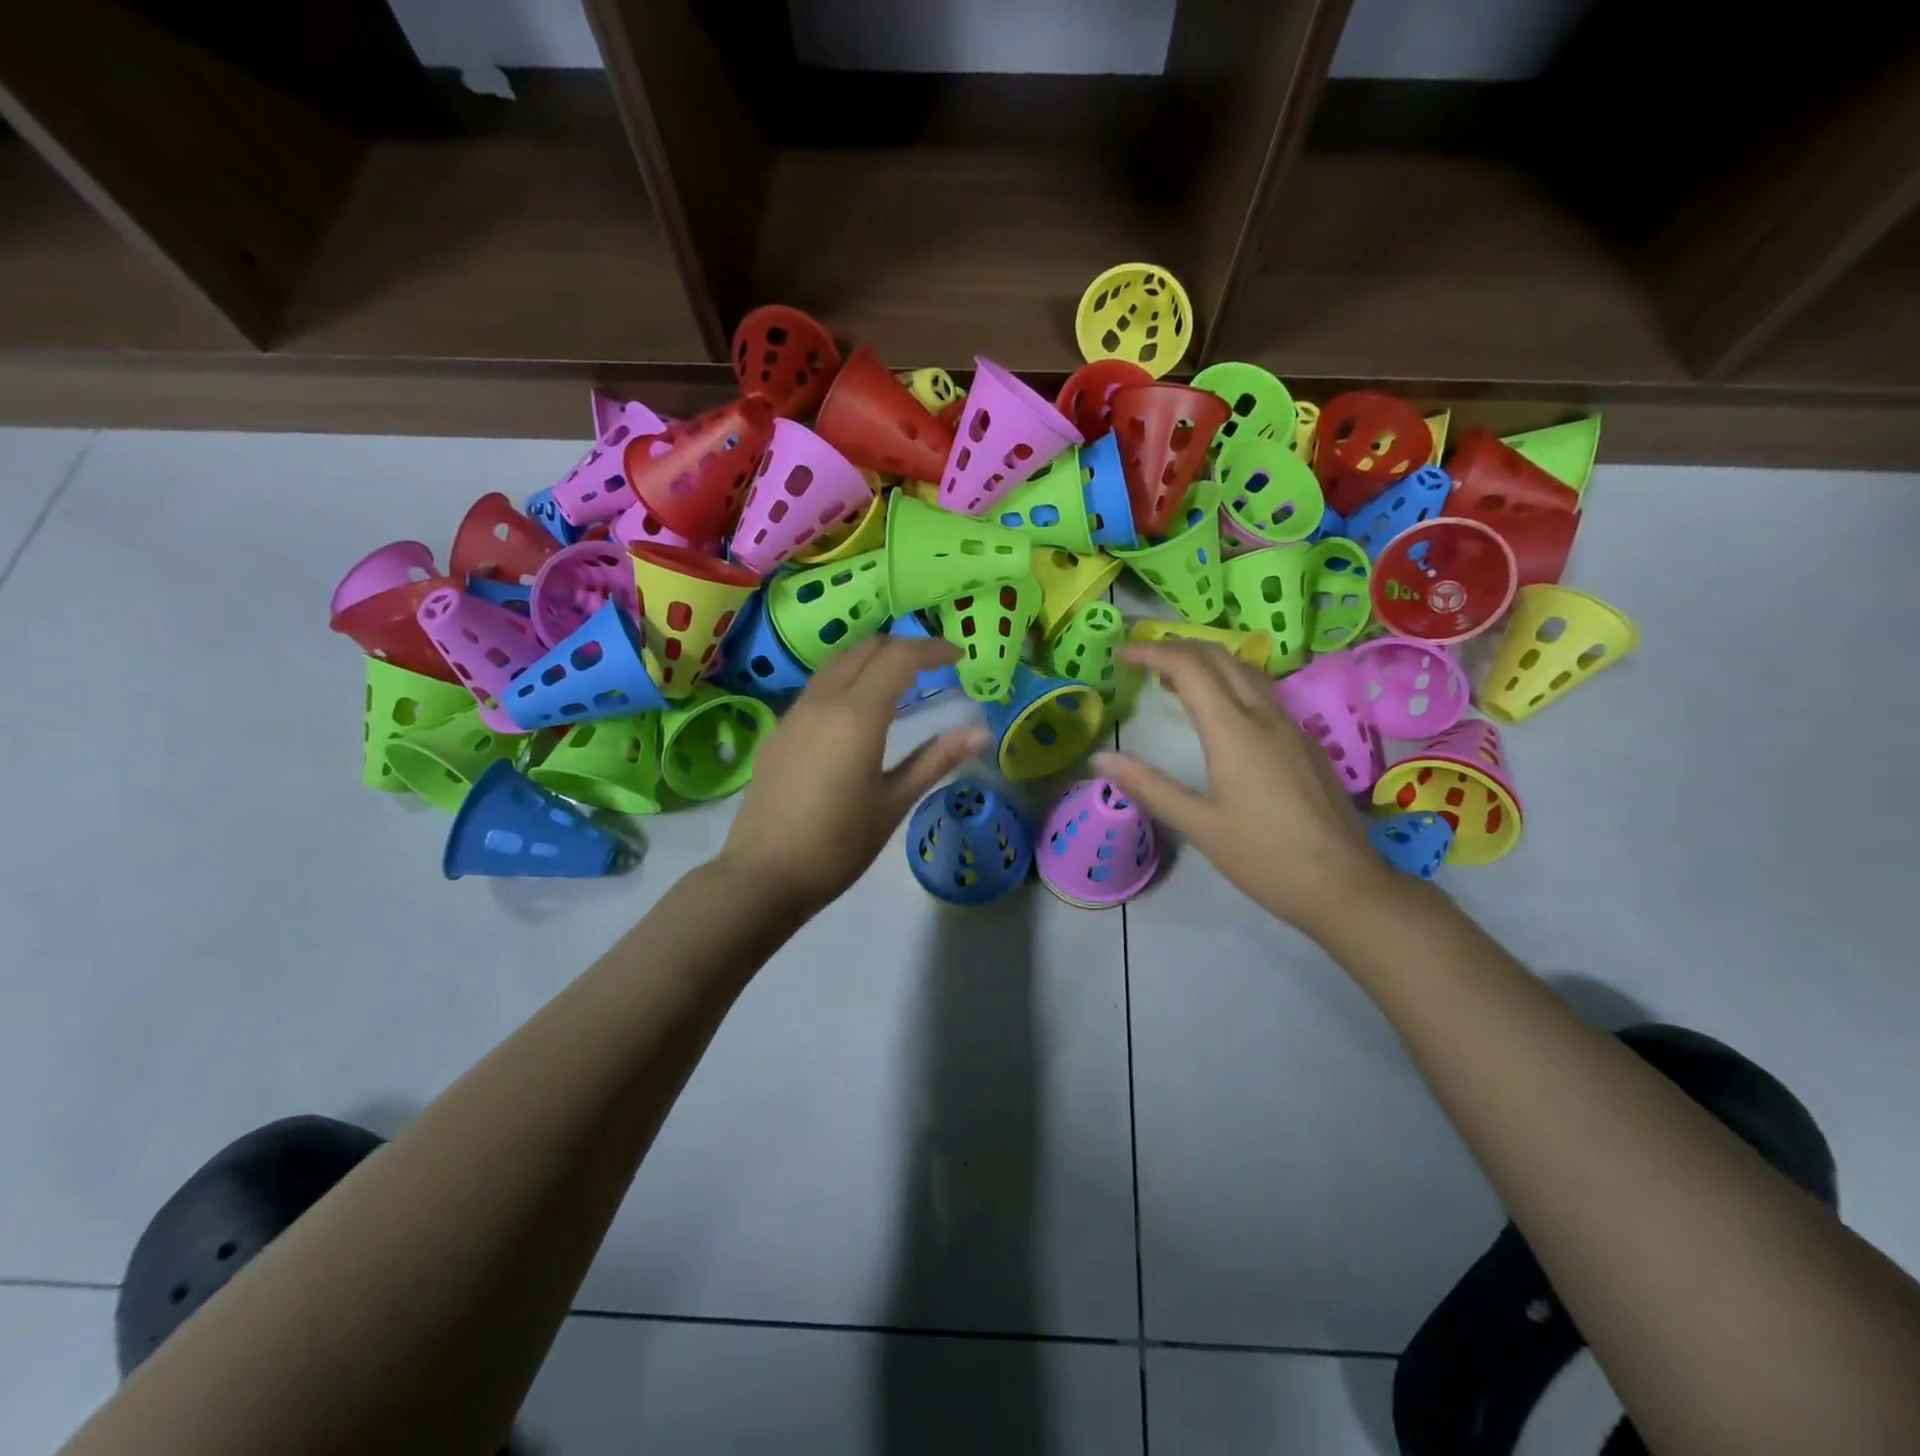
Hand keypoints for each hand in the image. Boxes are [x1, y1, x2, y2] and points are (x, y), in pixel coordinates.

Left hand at [718, 637, 989, 916]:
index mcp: (857, 714)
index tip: (958, 656)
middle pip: (866, 649)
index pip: (899, 657)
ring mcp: (795, 713)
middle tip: (933, 666)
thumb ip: (935, 760)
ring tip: (900, 683)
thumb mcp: (894, 803)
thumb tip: (980, 732)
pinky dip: (848, 680)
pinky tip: (858, 713)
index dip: (932, 649)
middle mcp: (823, 700)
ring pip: (837, 663)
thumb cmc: (838, 844)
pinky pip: (818, 687)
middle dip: (903, 647)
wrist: (764, 875)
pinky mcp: (779, 731)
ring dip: (872, 660)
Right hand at [1092, 642, 1392, 937]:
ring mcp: (1291, 727)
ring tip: (1173, 679)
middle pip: (1220, 658)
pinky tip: (1218, 711)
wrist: (1345, 885)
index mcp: (1235, 731)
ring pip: (1246, 672)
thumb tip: (1100, 760)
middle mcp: (1265, 717)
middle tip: (1143, 660)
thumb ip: (1148, 787)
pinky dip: (1229, 683)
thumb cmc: (1265, 857)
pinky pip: (1262, 693)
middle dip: (1178, 648)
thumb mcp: (1199, 825)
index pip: (1190, 668)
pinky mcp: (1305, 744)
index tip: (1121, 652)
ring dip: (1206, 663)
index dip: (1153, 652)